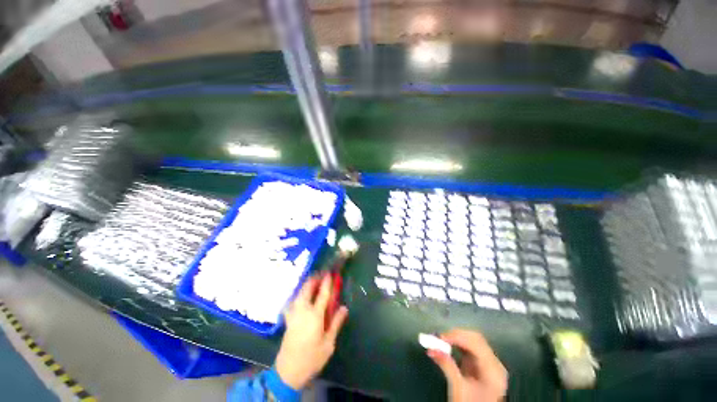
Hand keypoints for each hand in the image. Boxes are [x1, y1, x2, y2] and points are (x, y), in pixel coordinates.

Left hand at [275, 274, 348, 389]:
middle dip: (313, 279)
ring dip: (306, 285)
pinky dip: (298, 295)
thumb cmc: (312, 358)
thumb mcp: (328, 343)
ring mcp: (293, 315)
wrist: (288, 371)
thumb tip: (344, 308)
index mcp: (315, 316)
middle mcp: (303, 311)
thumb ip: (336, 323)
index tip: (330, 273)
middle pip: (307, 290)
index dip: (326, 282)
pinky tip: (300, 297)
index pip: (322, 294)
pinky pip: (293, 302)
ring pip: (298, 294)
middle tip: (320, 273)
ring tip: (312, 281)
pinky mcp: (288, 320)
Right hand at [427, 329, 507, 401]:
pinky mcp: (482, 364)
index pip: (476, 343)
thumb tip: (431, 348)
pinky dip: (458, 344)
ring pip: (473, 340)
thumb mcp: (458, 388)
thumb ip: (447, 366)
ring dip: (456, 338)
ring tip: (441, 340)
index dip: (458, 337)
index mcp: (493, 370)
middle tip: (439, 337)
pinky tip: (449, 345)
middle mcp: (494, 363)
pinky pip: (471, 347)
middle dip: (456, 335)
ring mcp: (490, 363)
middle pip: (476, 339)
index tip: (440, 337)